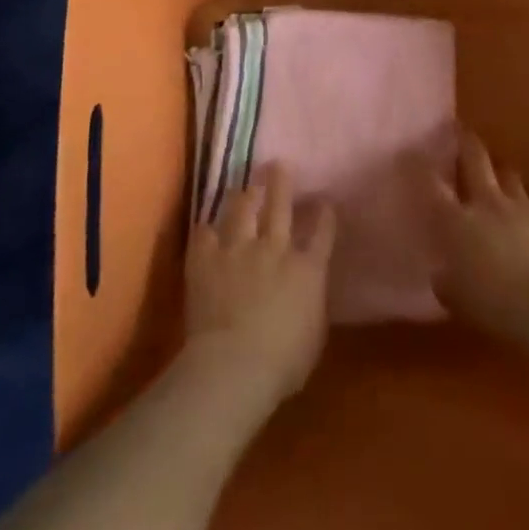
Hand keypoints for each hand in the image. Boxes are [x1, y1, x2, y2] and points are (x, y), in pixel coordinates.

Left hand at [184, 164, 336, 413]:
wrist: (234, 365)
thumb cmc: (283, 363)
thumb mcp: (314, 335)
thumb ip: (312, 303)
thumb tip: (309, 291)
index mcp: (308, 270)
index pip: (322, 231)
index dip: (325, 213)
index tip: (324, 201)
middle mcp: (276, 249)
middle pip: (281, 205)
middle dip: (282, 182)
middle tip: (279, 164)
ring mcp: (239, 249)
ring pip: (243, 208)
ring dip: (245, 194)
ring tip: (246, 185)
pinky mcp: (206, 258)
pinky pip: (204, 232)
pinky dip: (206, 229)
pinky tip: (205, 225)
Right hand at [424, 131, 528, 346]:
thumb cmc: (493, 304)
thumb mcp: (455, 298)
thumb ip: (446, 278)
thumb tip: (443, 271)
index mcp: (457, 221)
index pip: (434, 186)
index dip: (422, 167)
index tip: (415, 152)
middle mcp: (488, 203)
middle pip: (475, 161)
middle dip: (466, 142)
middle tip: (460, 129)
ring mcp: (522, 207)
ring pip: (509, 174)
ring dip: (501, 170)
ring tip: (497, 168)